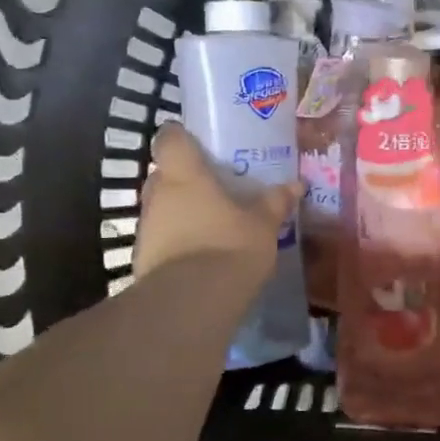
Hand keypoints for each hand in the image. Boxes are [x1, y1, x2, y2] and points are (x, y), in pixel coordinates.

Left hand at [134, 122, 299, 284]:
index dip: (180, 136)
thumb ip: (275, 203)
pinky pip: (160, 239)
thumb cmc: (229, 247)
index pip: (169, 138)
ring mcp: (145, 228)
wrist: (191, 303)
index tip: (197, 143)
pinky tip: (200, 255)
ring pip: (161, 208)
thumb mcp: (263, 225)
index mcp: (184, 174)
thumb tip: (296, 185)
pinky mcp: (142, 259)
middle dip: (184, 179)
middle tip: (213, 187)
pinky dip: (176, 242)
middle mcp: (157, 195)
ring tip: (210, 224)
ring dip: (180, 212)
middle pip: (164, 174)